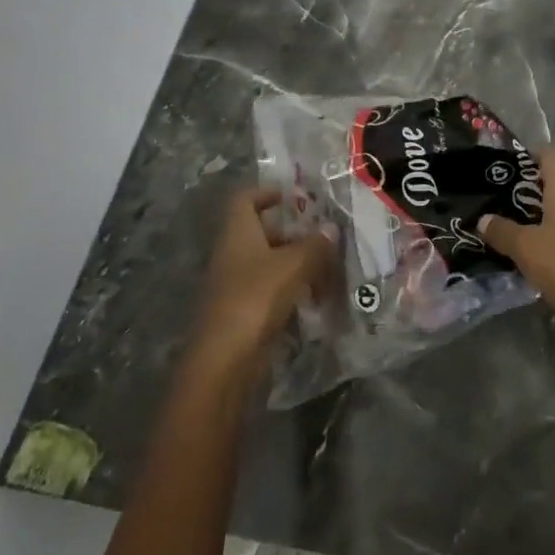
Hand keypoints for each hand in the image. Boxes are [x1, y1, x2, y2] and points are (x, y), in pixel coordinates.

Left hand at [192, 186, 336, 373]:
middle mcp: (233, 254)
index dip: (267, 192)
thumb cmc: (255, 298)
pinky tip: (316, 298)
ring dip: (298, 263)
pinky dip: (293, 289)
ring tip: (329, 269)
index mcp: (238, 233)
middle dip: (294, 232)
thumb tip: (331, 228)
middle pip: (262, 231)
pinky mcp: (244, 312)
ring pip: (270, 262)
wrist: (224, 361)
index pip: (245, 199)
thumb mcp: (293, 265)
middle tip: (325, 236)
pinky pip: (271, 290)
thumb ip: (315, 245)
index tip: (295, 196)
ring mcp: (236, 284)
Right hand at [482, 150, 554, 327]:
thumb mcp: (526, 248)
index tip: (506, 170)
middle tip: (501, 203)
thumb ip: (503, 231)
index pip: (551, 154)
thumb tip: (484, 219)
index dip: (530, 156)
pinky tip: (535, 255)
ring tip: (512, 230)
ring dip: (540, 215)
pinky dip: (553, 236)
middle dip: (529, 189)